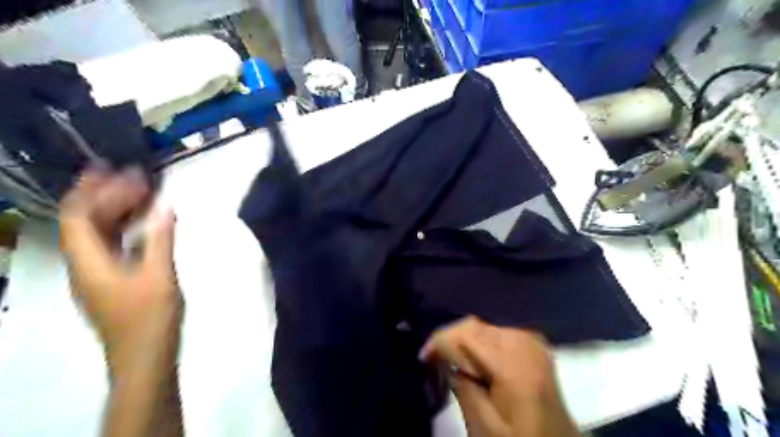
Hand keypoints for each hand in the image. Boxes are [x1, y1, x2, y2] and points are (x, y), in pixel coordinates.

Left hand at [59, 169, 179, 369]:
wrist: (144, 358)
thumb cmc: (150, 317)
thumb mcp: (159, 275)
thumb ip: (160, 238)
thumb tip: (165, 206)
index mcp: (88, 262)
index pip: (77, 217)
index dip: (92, 190)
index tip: (113, 169)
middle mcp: (84, 265)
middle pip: (86, 222)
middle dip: (108, 196)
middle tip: (137, 178)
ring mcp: (97, 274)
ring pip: (100, 234)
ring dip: (118, 211)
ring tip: (143, 193)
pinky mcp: (112, 281)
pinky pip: (113, 246)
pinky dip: (127, 228)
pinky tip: (146, 223)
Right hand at [420, 317, 577, 436]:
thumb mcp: (486, 427)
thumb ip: (463, 387)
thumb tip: (447, 360)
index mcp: (512, 364)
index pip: (465, 336)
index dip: (439, 342)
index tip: (423, 358)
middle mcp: (521, 341)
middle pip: (473, 326)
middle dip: (449, 339)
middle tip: (432, 360)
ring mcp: (529, 339)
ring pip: (482, 327)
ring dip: (462, 340)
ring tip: (450, 361)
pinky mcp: (532, 343)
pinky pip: (495, 331)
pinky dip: (478, 341)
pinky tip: (473, 359)